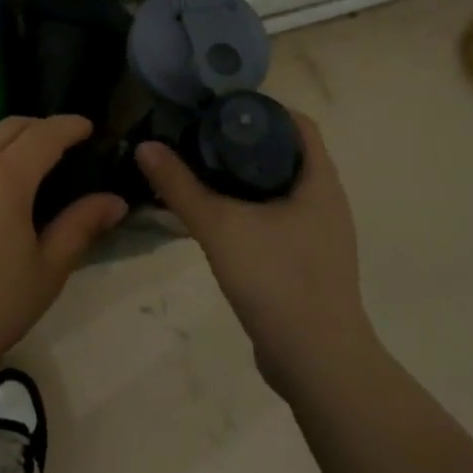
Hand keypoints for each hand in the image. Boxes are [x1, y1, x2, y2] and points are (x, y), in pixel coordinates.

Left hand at [0, 115, 126, 384]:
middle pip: (7, 128)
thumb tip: (114, 201)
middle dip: (37, 128)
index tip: (86, 127)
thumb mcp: (47, 271)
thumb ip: (80, 227)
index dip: (69, 125)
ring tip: (14, 158)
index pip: (45, 134)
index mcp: (6, 176)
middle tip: (57, 143)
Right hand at [136, 111, 370, 396]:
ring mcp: (320, 235)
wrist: (318, 363)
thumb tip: (146, 146)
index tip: (216, 109)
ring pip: (278, 189)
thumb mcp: (220, 226)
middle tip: (197, 138)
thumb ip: (180, 185)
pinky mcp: (307, 263)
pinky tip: (216, 219)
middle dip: (242, 142)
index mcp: (319, 182)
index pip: (295, 123)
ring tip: (199, 172)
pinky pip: (277, 219)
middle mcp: (326, 202)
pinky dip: (248, 209)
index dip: (258, 108)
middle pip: (284, 154)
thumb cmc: (277, 280)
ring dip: (243, 178)